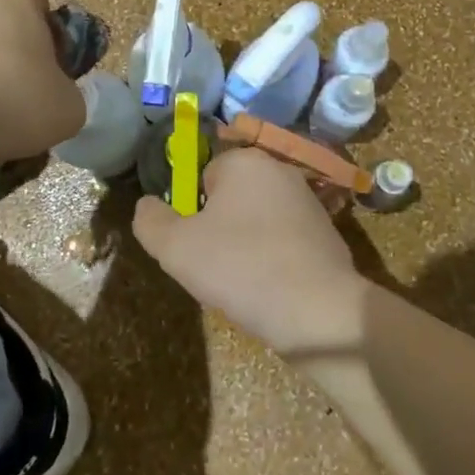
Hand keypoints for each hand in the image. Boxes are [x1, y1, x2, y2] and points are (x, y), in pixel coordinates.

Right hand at [133, 148, 366, 357]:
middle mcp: (280, 170)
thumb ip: (150, 221)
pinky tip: (272, 290)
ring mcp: (309, 202)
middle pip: (231, 197)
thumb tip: (146, 206)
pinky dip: (274, 261)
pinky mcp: (328, 234)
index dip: (192, 212)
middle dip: (219, 228)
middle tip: (215, 266)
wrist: (319, 313)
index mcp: (245, 161)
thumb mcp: (175, 248)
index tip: (195, 245)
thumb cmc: (241, 268)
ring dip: (246, 246)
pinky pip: (284, 242)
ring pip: (258, 220)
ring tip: (244, 283)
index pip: (202, 176)